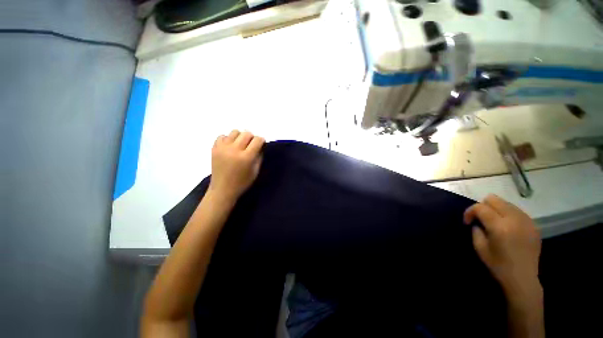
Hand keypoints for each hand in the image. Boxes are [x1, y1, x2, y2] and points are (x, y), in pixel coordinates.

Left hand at [208, 130, 264, 200]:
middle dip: (252, 137)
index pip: (257, 140)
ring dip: (240, 136)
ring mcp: (223, 148)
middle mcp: (234, 150)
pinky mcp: (214, 148)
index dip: (261, 140)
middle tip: (251, 145)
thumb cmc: (242, 182)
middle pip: (246, 133)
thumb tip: (261, 145)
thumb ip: (259, 157)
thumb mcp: (256, 171)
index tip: (261, 144)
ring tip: (240, 144)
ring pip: (235, 132)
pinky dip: (228, 139)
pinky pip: (222, 136)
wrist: (222, 189)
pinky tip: (230, 146)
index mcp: (246, 157)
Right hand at [464, 195, 541, 296]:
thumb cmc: (498, 265)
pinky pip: (517, 211)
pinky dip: (508, 214)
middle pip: (494, 199)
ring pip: (506, 203)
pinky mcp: (533, 225)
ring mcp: (526, 221)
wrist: (523, 278)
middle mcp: (514, 219)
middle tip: (481, 219)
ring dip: (496, 209)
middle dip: (483, 206)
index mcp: (499, 226)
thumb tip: (477, 222)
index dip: (469, 211)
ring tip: (494, 222)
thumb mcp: (480, 248)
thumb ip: (476, 230)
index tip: (468, 221)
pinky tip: (507, 227)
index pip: (480, 207)